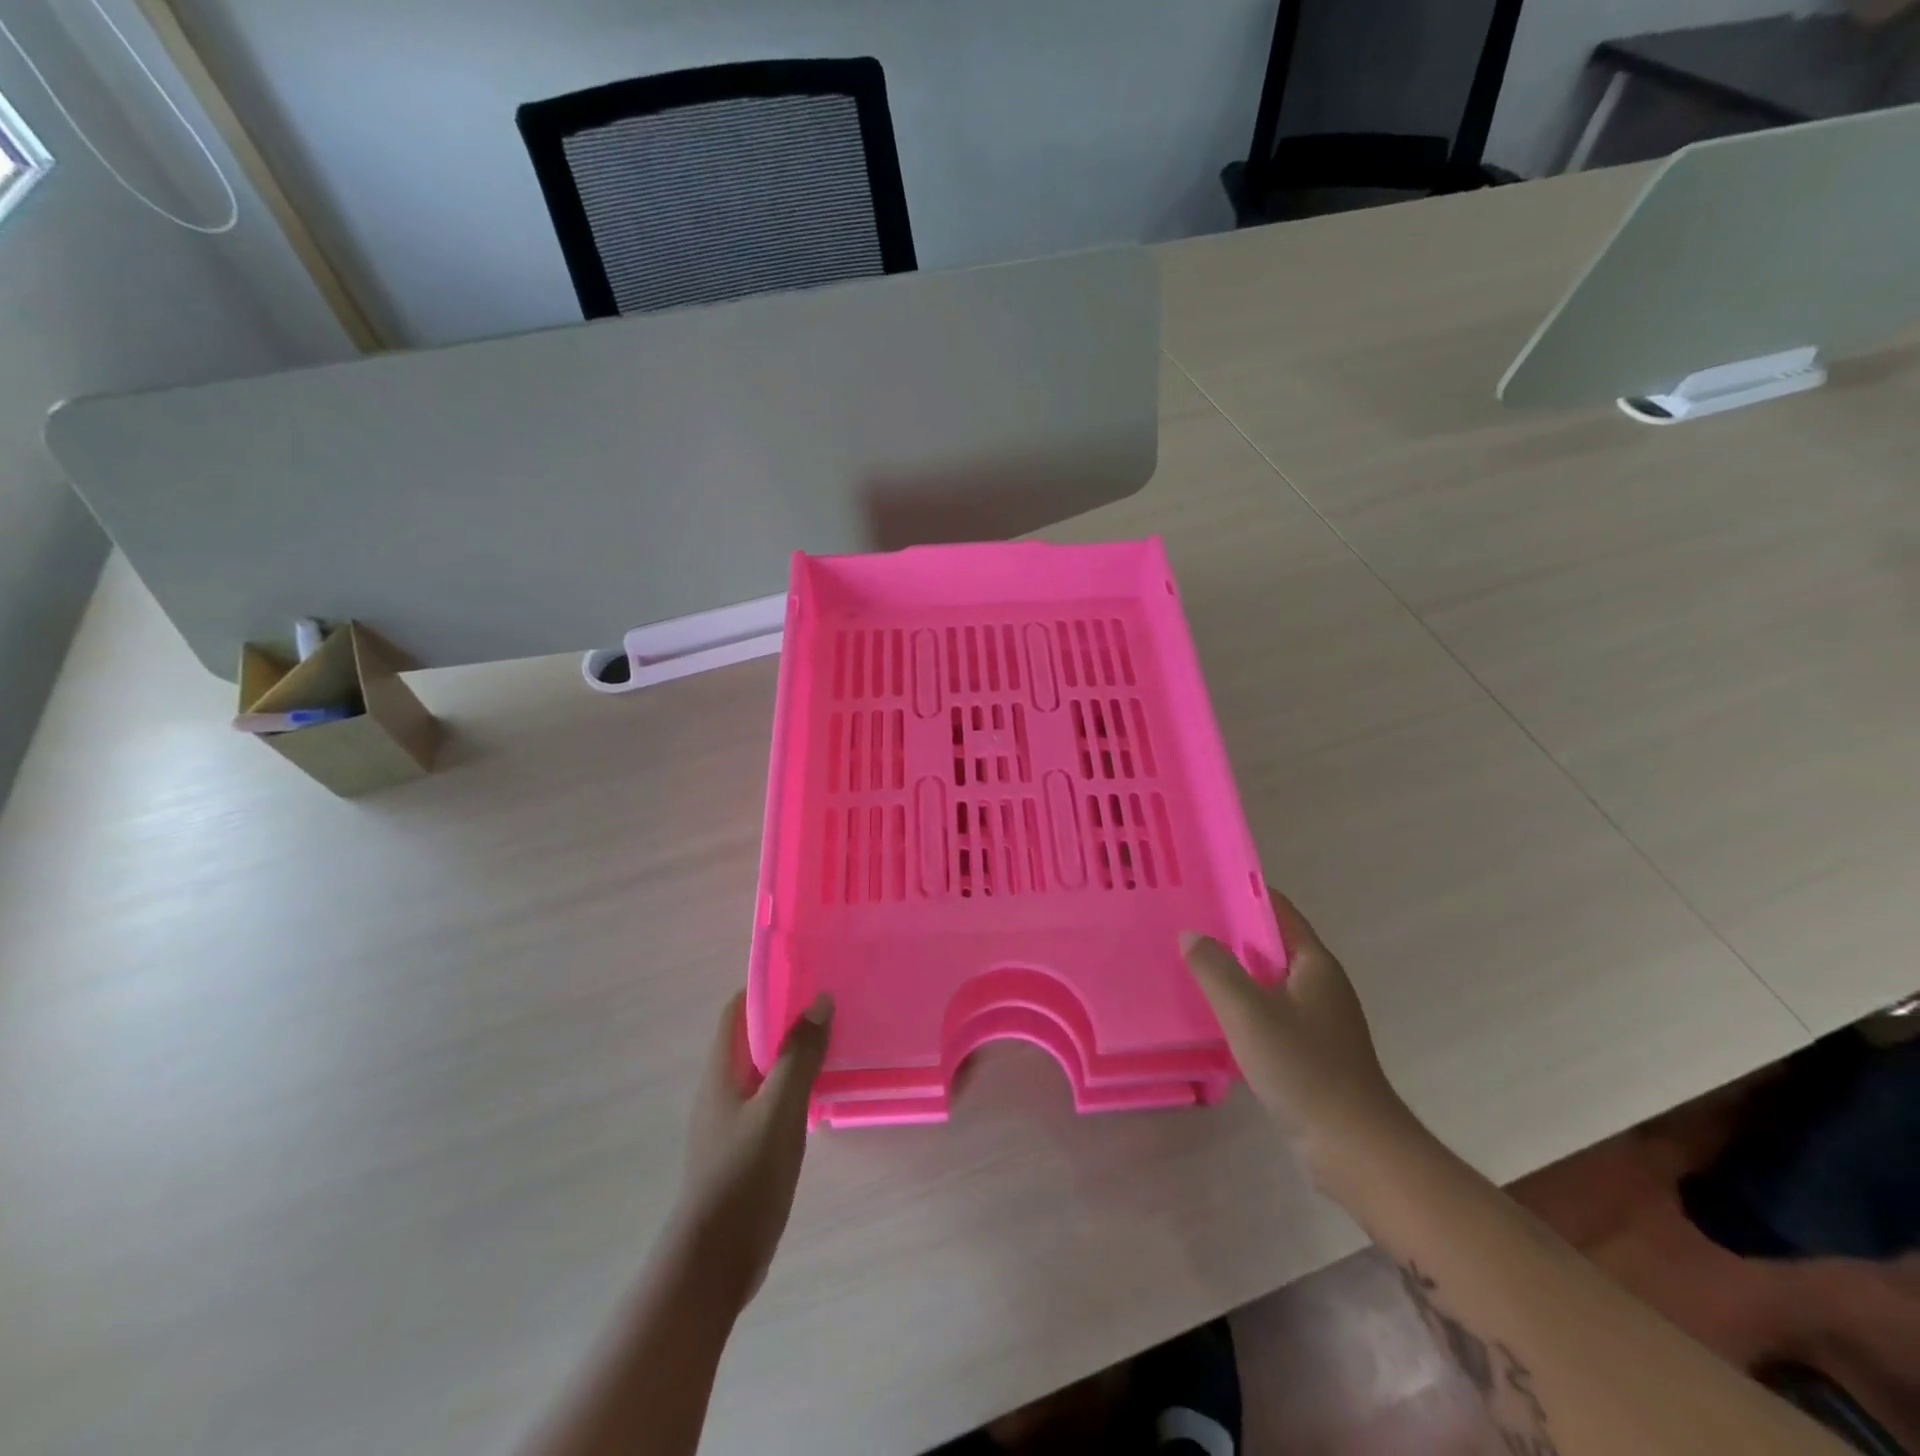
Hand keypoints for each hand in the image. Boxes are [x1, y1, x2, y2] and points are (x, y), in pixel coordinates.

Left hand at [671, 990, 832, 1309]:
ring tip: (836, 1039)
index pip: (738, 1010)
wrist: (715, 1263)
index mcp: (720, 1071)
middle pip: (752, 1037)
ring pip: (764, 1069)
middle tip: (832, 1003)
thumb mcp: (779, 1110)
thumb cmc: (744, 1176)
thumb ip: (798, 1055)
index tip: (806, 972)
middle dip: (787, 1017)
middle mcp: (721, 1089)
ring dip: (793, 1052)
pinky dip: (795, 1085)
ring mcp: (732, 1120)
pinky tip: (824, 1092)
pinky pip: (772, 1099)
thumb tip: (819, 1000)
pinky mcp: (745, 1146)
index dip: (767, 987)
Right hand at [1183, 890, 1417, 1188]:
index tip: (1203, 886)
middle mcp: (1320, 983)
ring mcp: (1318, 1018)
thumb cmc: (1303, 1067)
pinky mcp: (1311, 1049)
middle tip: (1185, 924)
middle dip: (1231, 932)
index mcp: (1314, 963)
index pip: (1278, 910)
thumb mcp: (1248, 1011)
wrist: (1354, 1146)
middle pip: (1271, 943)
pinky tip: (1214, 1013)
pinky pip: (1270, 1011)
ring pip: (1268, 980)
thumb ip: (1215, 968)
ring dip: (1234, 970)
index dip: (1242, 893)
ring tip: (1190, 963)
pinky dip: (1243, 1004)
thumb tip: (1191, 934)